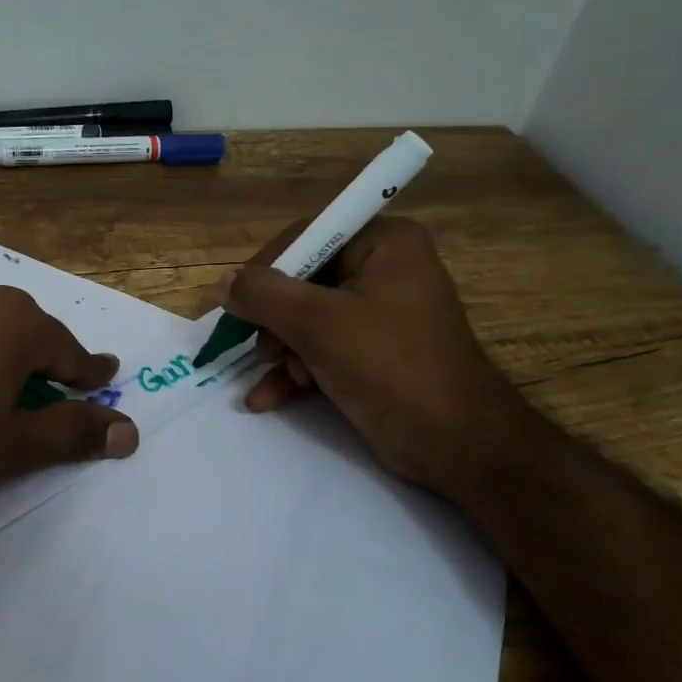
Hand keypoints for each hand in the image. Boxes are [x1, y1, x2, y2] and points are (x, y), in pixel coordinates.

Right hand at [224, 217, 533, 498]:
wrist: (458, 445)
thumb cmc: (390, 368)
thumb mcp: (319, 325)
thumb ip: (264, 296)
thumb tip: (223, 283)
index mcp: (385, 244)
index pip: (309, 236)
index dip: (267, 267)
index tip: (236, 302)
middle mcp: (385, 269)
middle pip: (305, 280)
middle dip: (276, 320)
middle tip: (263, 349)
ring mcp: (381, 314)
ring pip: (309, 319)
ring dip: (283, 350)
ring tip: (278, 378)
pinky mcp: (376, 353)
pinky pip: (323, 348)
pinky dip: (295, 371)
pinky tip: (266, 398)